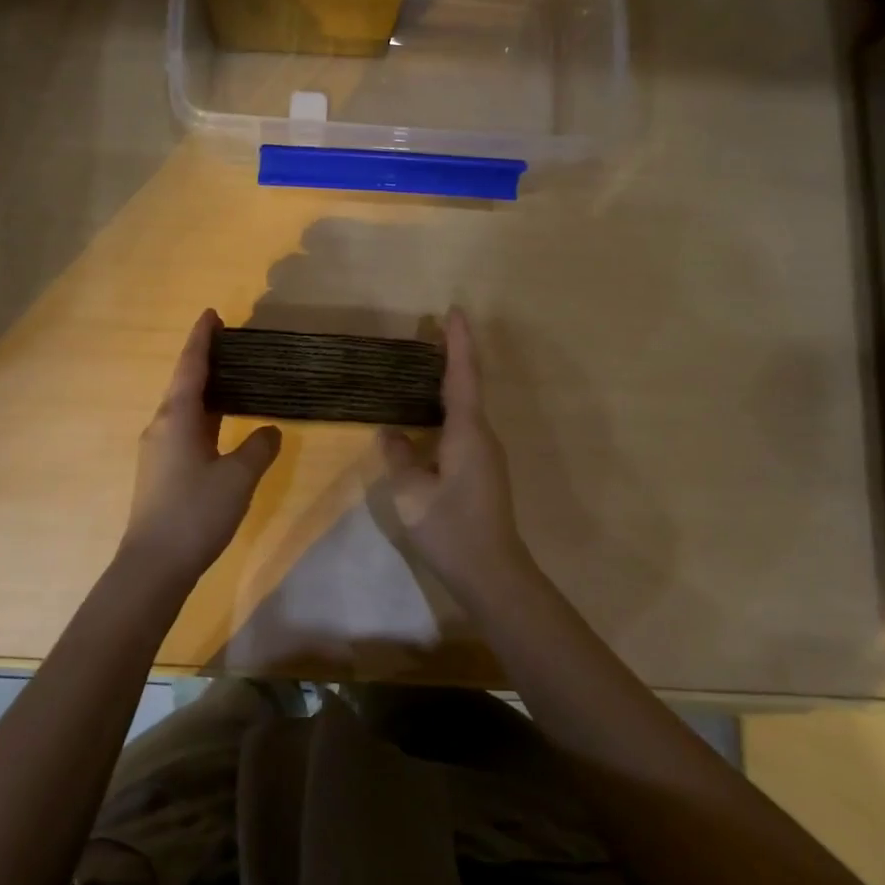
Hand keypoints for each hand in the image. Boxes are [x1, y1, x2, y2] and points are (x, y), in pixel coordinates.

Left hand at [119, 310, 281, 595]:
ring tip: (234, 380)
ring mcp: (158, 449)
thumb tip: (270, 431)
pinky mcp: (160, 470)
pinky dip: (204, 416)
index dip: (203, 338)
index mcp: (178, 417)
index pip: (191, 366)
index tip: (213, 314)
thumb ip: (259, 448)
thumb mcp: (238, 477)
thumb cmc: (196, 512)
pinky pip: (184, 429)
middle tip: (234, 346)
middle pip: (184, 383)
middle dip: (206, 362)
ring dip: (206, 391)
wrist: (154, 565)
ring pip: (184, 408)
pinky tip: (223, 425)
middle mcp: (162, 425)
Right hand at [378, 309, 539, 603]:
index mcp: (467, 432)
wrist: (493, 573)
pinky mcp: (482, 469)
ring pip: (467, 407)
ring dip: (450, 381)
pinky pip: (464, 426)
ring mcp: (486, 453)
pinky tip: (428, 415)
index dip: (458, 342)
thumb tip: (391, 432)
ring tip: (425, 364)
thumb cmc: (450, 529)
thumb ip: (399, 456)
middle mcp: (483, 435)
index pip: (462, 375)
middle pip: (468, 385)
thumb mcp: (411, 493)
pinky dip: (448, 408)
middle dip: (453, 354)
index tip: (454, 311)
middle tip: (431, 330)